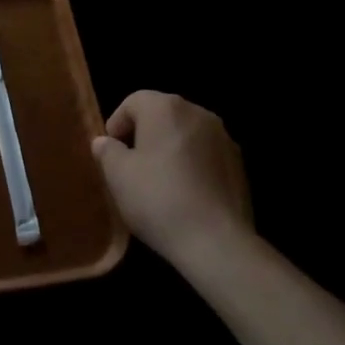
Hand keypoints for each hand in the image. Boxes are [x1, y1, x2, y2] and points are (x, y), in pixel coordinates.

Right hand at [92, 91, 253, 267]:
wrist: (216, 242)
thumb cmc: (158, 199)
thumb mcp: (118, 175)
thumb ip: (107, 151)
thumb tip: (105, 142)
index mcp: (165, 107)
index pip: (133, 102)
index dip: (117, 124)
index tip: (111, 153)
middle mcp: (197, 112)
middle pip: (162, 114)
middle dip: (144, 135)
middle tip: (132, 166)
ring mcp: (223, 137)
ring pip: (186, 134)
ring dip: (170, 149)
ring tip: (160, 182)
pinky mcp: (239, 164)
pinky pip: (206, 155)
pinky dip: (193, 165)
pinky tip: (186, 194)